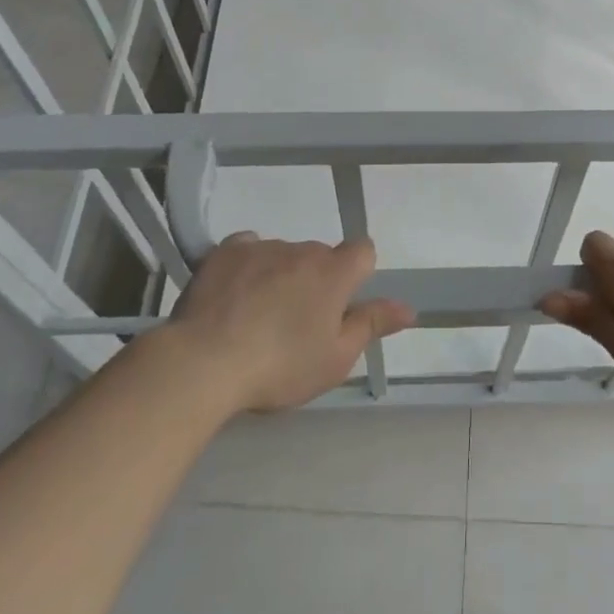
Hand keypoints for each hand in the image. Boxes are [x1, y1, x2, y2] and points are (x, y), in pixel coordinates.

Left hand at [164, 233, 415, 412]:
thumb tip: (409, 308)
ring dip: (279, 275)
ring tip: (255, 317)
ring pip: (283, 255)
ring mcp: (263, 246)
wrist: (204, 362)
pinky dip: (247, 266)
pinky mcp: (226, 251)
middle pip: (319, 257)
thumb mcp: (335, 359)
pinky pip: (247, 249)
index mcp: (335, 272)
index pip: (363, 251)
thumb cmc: (280, 366)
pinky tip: (232, 295)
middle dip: (313, 282)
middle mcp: (303, 249)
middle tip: (294, 324)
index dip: (356, 274)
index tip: (339, 305)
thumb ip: (372, 325)